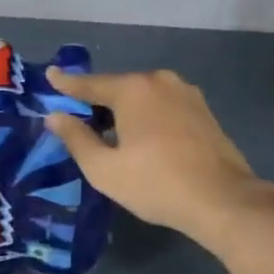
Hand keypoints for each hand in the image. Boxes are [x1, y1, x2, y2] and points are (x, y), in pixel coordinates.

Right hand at [44, 68, 273, 245]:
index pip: (90, 84)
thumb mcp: (104, 169)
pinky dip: (148, 116)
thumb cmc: (156, 183)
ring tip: (112, 133)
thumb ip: (76, 138)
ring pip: (144, 97)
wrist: (222, 199)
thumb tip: (55, 116)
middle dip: (98, 101)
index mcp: (132, 89)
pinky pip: (164, 106)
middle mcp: (159, 81)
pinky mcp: (203, 110)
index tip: (50, 75)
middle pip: (118, 88)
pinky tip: (145, 138)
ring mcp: (186, 93)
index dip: (67, 84)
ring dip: (126, 110)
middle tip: (80, 119)